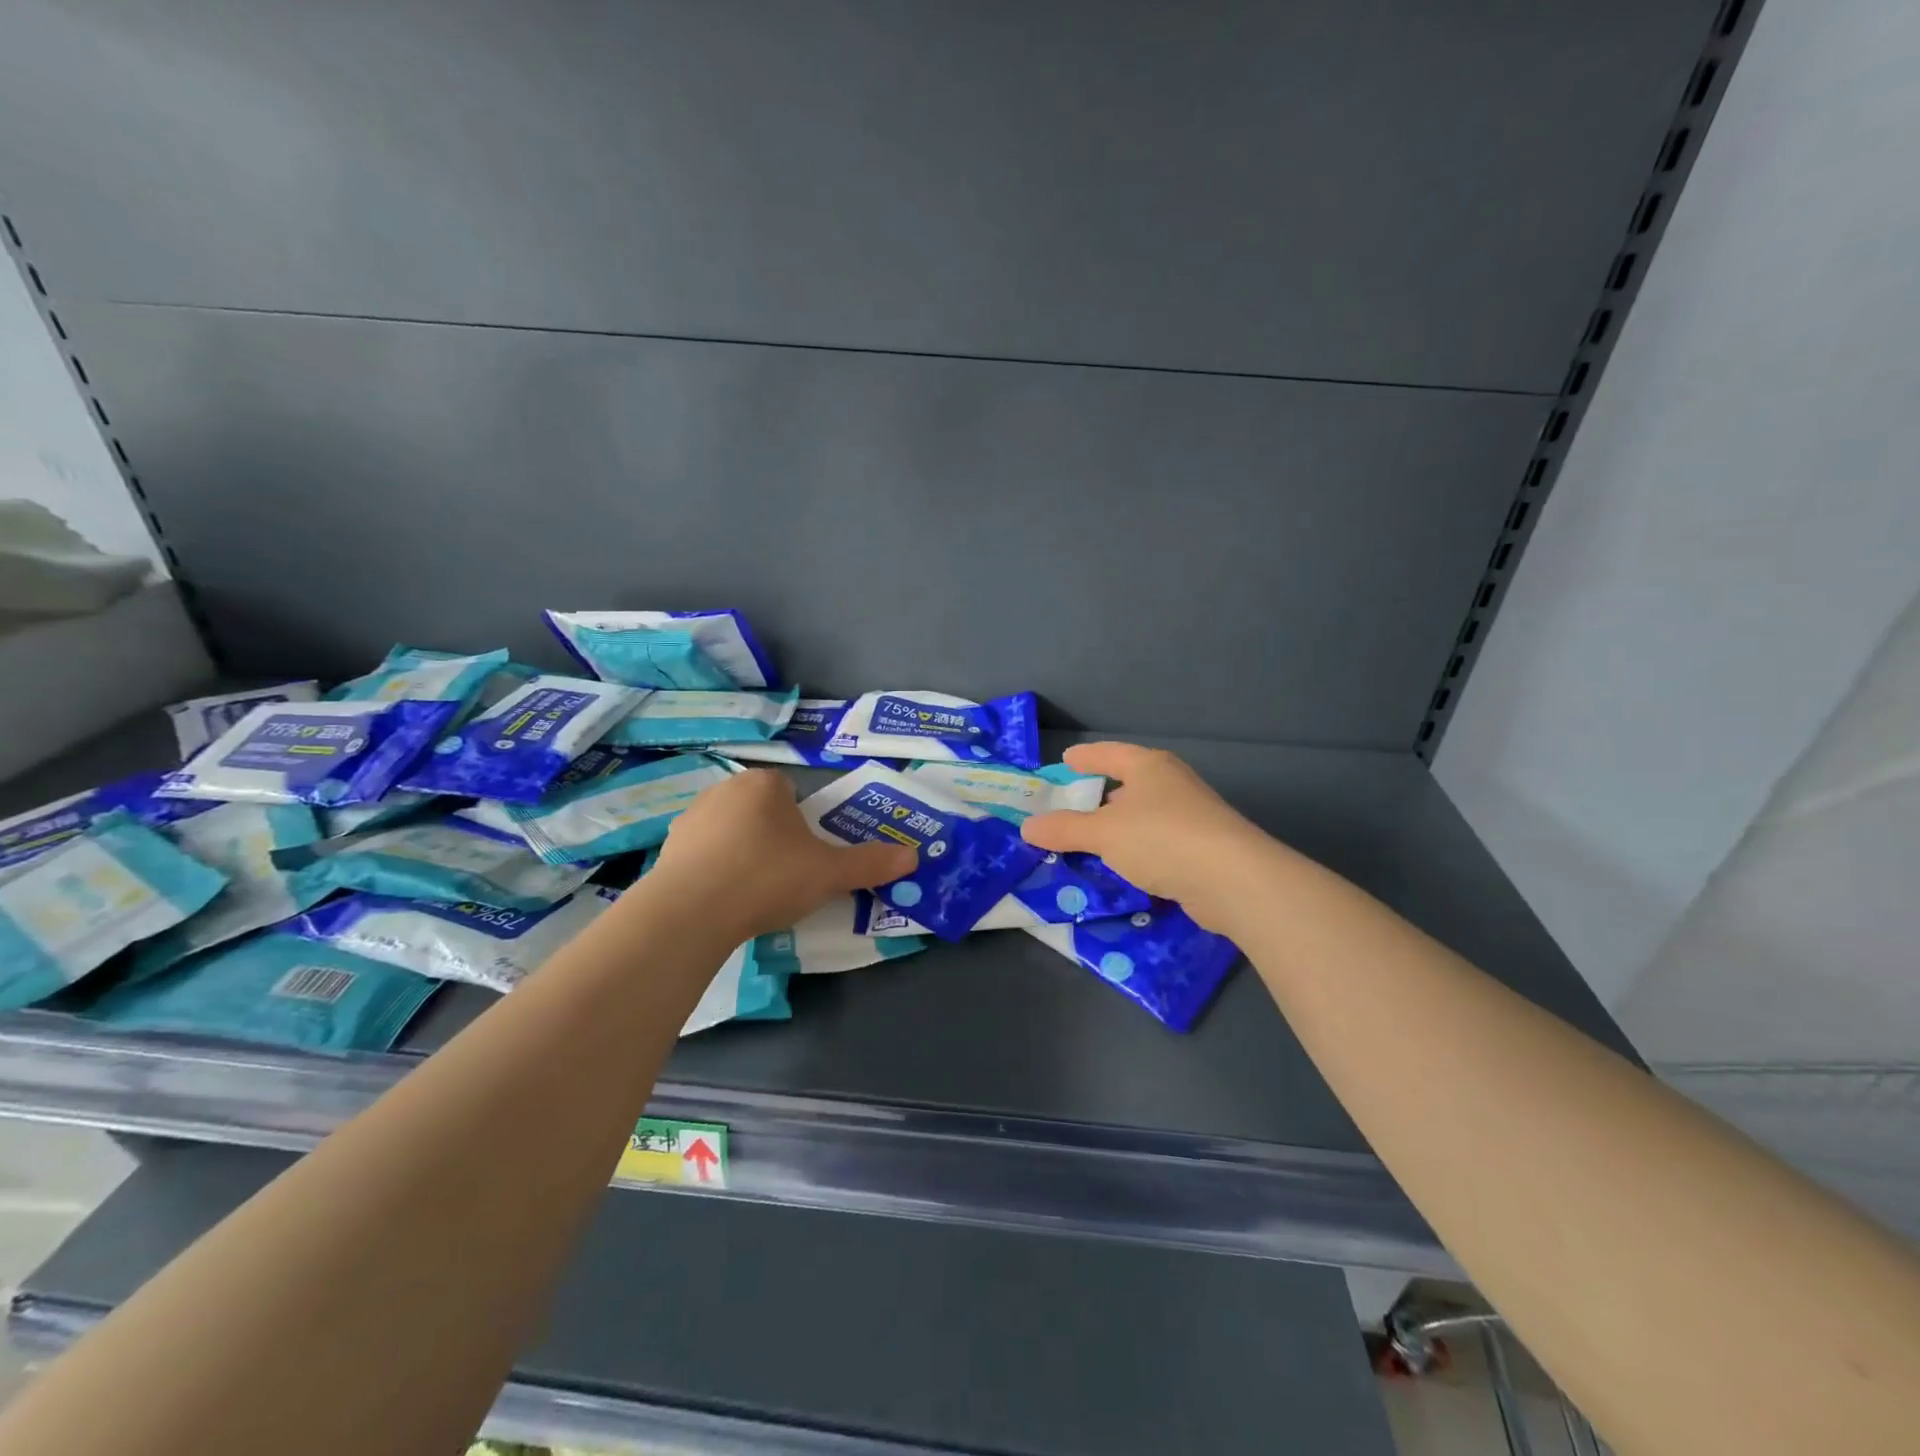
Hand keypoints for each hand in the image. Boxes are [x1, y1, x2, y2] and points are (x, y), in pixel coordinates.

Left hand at [647, 768, 916, 940]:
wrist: (692, 912)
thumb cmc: (768, 877)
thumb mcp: (829, 874)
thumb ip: (870, 863)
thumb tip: (913, 857)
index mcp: (765, 784)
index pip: (791, 790)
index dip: (803, 821)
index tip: (807, 854)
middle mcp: (725, 789)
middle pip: (761, 808)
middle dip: (773, 835)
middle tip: (786, 874)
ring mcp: (691, 817)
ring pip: (730, 829)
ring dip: (741, 850)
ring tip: (752, 890)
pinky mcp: (667, 847)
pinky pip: (701, 853)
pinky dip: (712, 869)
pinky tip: (721, 899)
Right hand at [1020, 743, 1269, 931]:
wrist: (1233, 879)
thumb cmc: (1161, 838)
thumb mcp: (1103, 833)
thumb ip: (1064, 829)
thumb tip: (1027, 826)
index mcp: (1148, 767)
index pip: (1109, 754)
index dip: (1086, 757)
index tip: (1066, 759)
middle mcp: (1172, 784)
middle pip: (1129, 783)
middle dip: (1102, 794)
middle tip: (1072, 806)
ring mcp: (1192, 815)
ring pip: (1145, 815)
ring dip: (1121, 826)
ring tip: (1093, 840)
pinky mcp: (1203, 848)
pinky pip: (1159, 842)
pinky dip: (1138, 850)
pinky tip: (1125, 867)